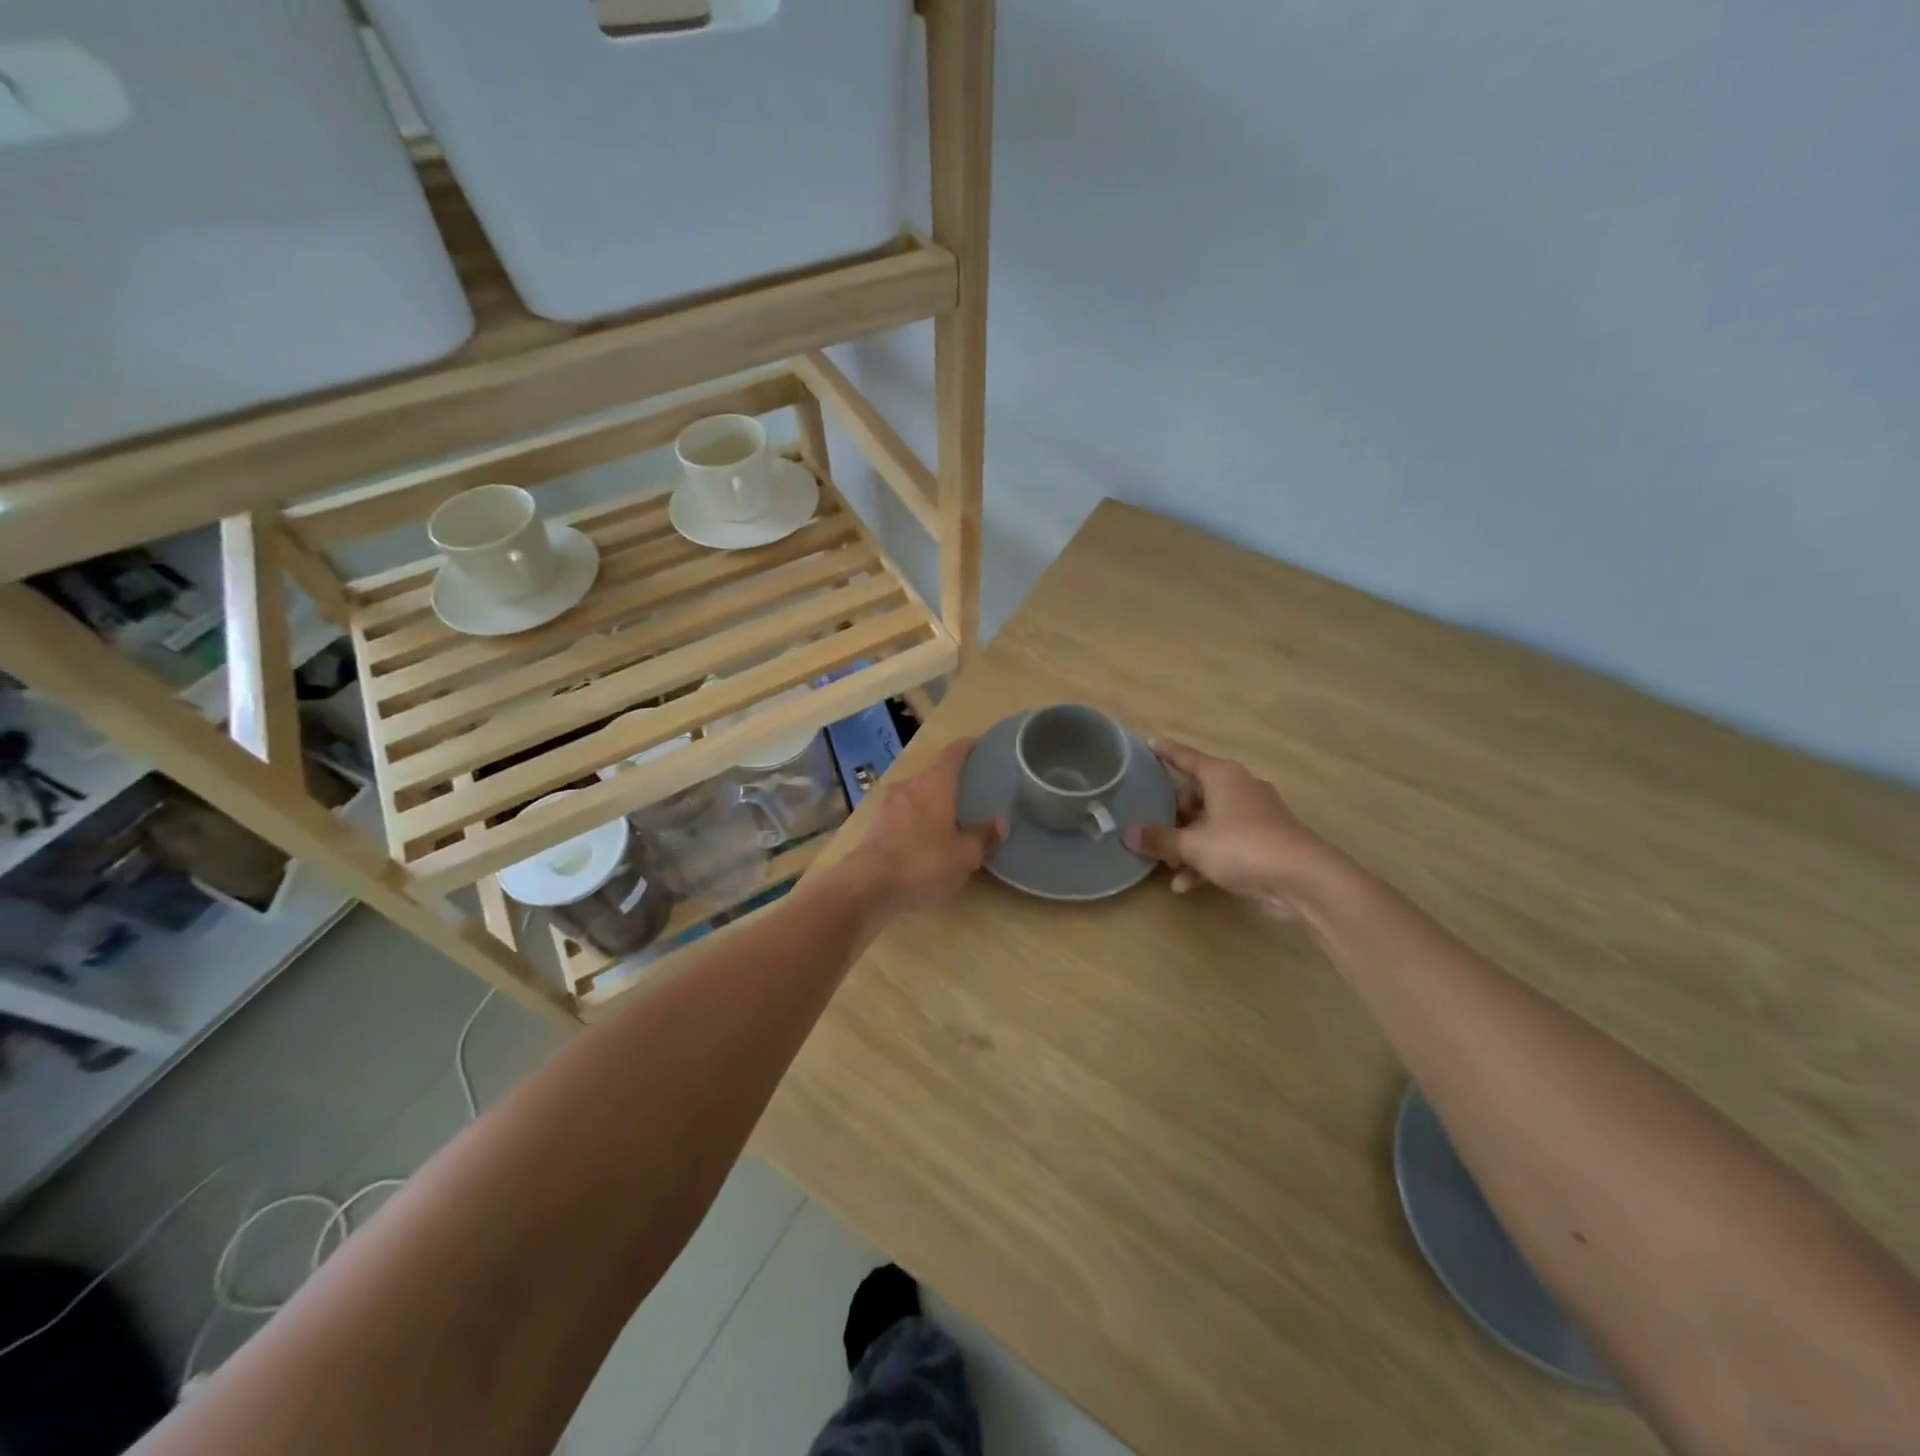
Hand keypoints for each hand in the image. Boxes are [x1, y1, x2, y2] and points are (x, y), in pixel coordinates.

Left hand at [841, 738, 1005, 916]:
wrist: (867, 885)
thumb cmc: (923, 861)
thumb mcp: (964, 855)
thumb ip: (984, 836)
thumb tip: (1002, 822)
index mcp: (934, 784)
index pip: (952, 755)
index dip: (965, 748)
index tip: (976, 745)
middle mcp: (909, 786)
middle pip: (933, 774)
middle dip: (950, 779)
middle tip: (970, 788)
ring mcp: (888, 805)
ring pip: (916, 794)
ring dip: (932, 800)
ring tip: (950, 814)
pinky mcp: (875, 826)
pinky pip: (903, 814)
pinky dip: (916, 819)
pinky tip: (925, 836)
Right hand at [1122, 739, 1347, 918]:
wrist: (1305, 879)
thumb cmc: (1244, 847)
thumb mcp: (1194, 845)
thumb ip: (1159, 839)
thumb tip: (1126, 833)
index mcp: (1222, 777)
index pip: (1187, 758)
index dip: (1166, 752)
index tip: (1148, 743)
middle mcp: (1238, 790)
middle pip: (1196, 794)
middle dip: (1172, 814)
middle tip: (1151, 828)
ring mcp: (1253, 816)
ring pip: (1209, 822)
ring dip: (1187, 843)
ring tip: (1165, 864)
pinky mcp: (1262, 842)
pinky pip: (1224, 844)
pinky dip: (1206, 859)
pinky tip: (1186, 885)